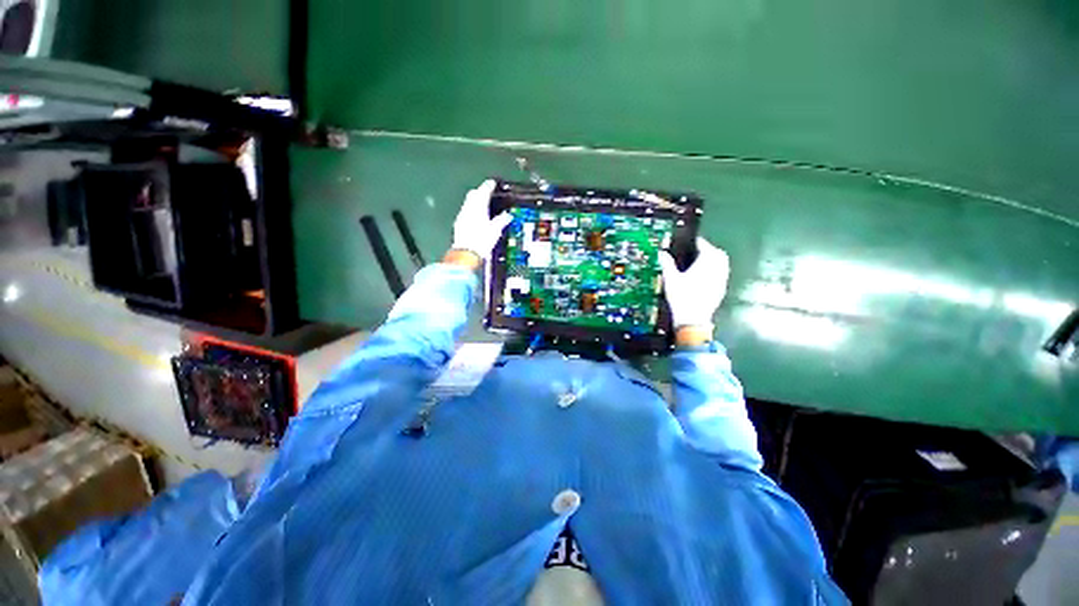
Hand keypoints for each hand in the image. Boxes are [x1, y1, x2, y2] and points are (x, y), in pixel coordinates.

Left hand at [450, 180, 511, 263]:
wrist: (466, 253)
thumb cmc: (482, 240)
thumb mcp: (496, 230)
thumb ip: (502, 220)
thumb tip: (507, 215)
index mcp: (478, 206)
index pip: (483, 191)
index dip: (489, 186)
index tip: (493, 183)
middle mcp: (468, 207)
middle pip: (473, 194)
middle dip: (480, 191)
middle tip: (488, 193)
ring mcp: (462, 215)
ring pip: (468, 203)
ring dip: (475, 201)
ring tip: (484, 205)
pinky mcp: (459, 223)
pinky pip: (466, 211)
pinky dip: (472, 210)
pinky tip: (477, 217)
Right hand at [658, 238, 729, 340]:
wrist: (693, 319)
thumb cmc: (682, 297)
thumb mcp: (670, 279)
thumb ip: (667, 264)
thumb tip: (662, 254)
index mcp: (706, 264)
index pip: (706, 247)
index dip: (700, 243)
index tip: (694, 242)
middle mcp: (717, 270)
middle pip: (719, 255)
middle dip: (710, 251)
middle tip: (699, 252)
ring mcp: (721, 281)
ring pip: (722, 266)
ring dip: (715, 261)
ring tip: (702, 264)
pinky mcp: (720, 291)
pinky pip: (721, 276)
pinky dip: (715, 273)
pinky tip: (704, 279)